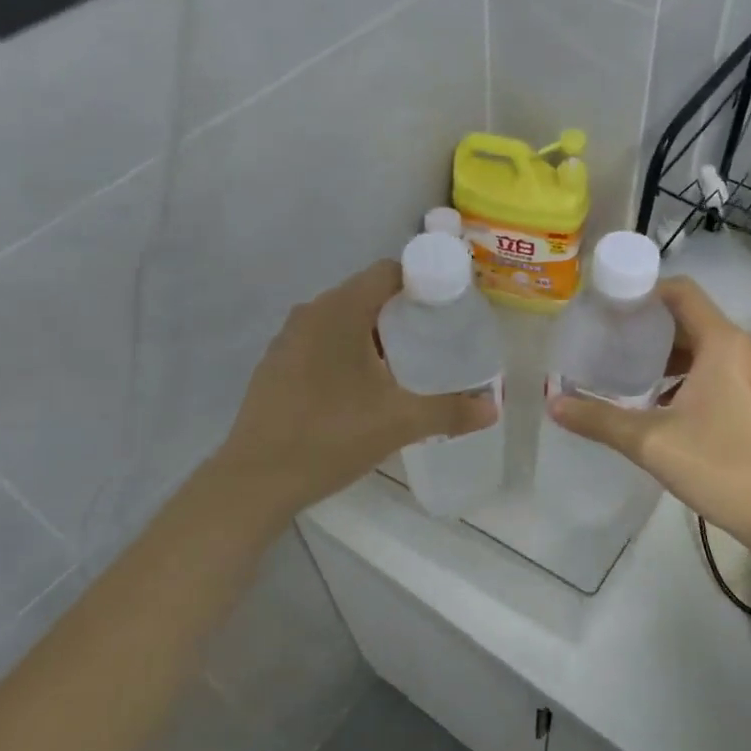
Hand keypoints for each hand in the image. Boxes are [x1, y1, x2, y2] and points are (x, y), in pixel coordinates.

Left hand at [216, 260, 496, 521]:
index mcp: (340, 311)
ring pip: (342, 320)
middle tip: (435, 340)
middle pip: (366, 295)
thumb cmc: (331, 436)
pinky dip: (347, 352)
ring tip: (405, 365)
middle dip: (403, 312)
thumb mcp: (400, 423)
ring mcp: (287, 339)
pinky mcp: (276, 365)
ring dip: (374, 334)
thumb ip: (450, 411)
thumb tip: (493, 407)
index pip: (388, 272)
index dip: (423, 283)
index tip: (449, 308)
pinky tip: (362, 389)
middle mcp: (310, 313)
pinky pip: (322, 342)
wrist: (256, 479)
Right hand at [550, 277, 750, 548]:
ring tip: (629, 372)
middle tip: (609, 342)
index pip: (680, 292)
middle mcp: (744, 347)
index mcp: (722, 343)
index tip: (608, 308)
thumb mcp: (651, 443)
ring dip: (668, 354)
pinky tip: (663, 403)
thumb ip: (599, 420)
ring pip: (705, 346)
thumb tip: (553, 403)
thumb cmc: (721, 467)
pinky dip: (689, 373)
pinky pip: (720, 368)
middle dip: (649, 327)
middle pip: (690, 318)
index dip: (642, 292)